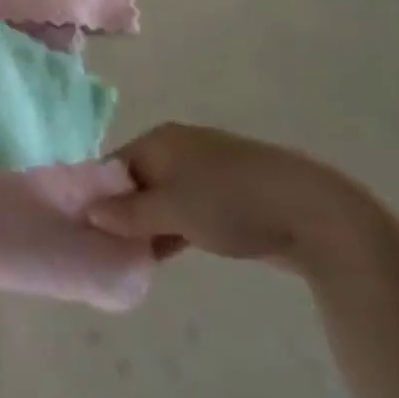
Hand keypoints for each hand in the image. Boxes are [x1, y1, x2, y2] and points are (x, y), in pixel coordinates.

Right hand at [85, 123, 370, 268]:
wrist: (313, 211)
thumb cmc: (230, 202)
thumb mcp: (171, 210)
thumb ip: (127, 213)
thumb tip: (89, 212)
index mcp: (159, 140)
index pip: (112, 166)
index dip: (97, 196)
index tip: (85, 230)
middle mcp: (178, 149)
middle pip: (136, 181)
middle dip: (122, 214)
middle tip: (107, 248)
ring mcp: (206, 171)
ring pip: (162, 199)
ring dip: (148, 225)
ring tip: (132, 257)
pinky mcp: (229, 196)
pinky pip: (187, 210)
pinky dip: (174, 229)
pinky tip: (165, 254)